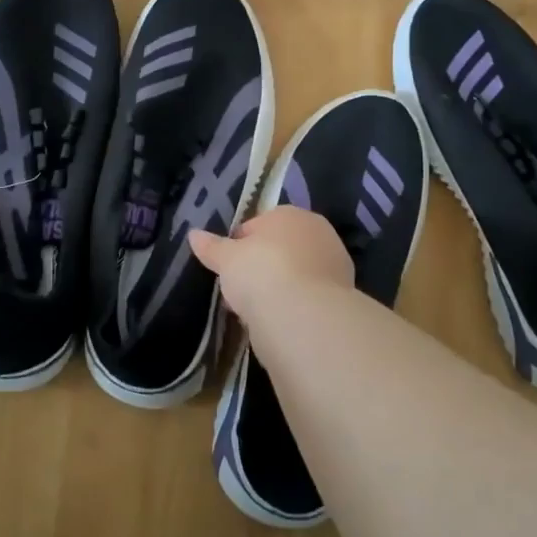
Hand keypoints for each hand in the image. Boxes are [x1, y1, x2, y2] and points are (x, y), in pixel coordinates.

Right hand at [188, 206, 354, 321]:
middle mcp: (318, 232)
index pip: (259, 224)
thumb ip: (211, 247)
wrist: (303, 315)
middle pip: (280, 249)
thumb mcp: (226, 259)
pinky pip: (307, 298)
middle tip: (240, 290)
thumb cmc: (260, 272)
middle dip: (261, 267)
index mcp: (290, 214)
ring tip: (254, 311)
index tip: (228, 267)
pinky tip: (276, 322)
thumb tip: (193, 234)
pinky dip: (293, 306)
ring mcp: (334, 264)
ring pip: (295, 274)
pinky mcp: (342, 296)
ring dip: (278, 288)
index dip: (240, 245)